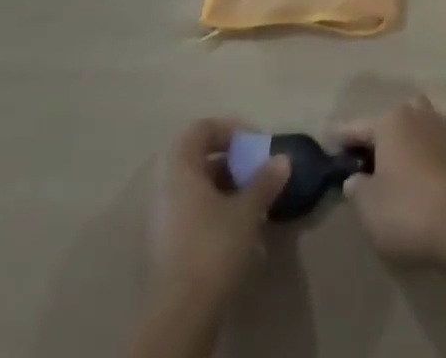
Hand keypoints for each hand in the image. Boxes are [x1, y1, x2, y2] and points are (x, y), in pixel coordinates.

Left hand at [145, 117, 291, 313]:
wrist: (180, 316)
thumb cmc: (212, 248)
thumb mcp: (246, 211)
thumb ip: (264, 181)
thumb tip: (283, 159)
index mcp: (178, 168)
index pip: (201, 129)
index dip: (229, 130)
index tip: (255, 144)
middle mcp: (164, 186)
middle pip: (198, 158)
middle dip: (230, 160)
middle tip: (255, 170)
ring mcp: (162, 218)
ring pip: (195, 187)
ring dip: (224, 186)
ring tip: (252, 200)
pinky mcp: (166, 246)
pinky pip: (191, 210)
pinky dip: (213, 209)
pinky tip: (236, 227)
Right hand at [335, 94, 445, 265]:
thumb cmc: (408, 209)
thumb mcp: (368, 206)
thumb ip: (356, 188)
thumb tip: (356, 178)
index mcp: (389, 120)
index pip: (356, 127)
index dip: (339, 139)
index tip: (326, 143)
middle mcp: (415, 114)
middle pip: (389, 120)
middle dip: (376, 136)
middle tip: (362, 161)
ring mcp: (440, 130)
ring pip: (413, 127)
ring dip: (402, 142)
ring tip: (390, 169)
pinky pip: (429, 145)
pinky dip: (419, 156)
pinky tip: (413, 178)